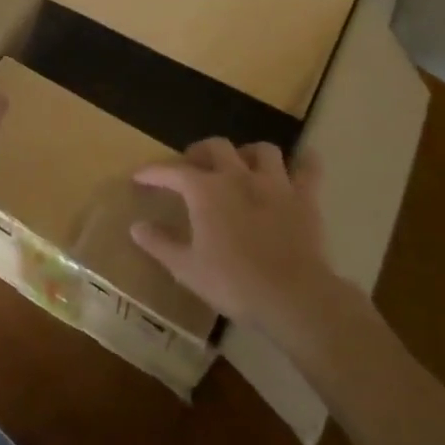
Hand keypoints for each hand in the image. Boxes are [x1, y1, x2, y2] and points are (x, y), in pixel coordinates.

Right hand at [129, 137, 347, 342]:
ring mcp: (274, 183)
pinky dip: (304, 163)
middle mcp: (238, 176)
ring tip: (242, 166)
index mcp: (205, 190)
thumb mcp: (187, 269)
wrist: (294, 297)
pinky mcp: (305, 198)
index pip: (172, 172)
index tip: (140, 177)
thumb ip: (160, 244)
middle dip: (201, 152)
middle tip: (193, 166)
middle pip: (216, 147)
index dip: (153, 172)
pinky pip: (308, 169)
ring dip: (248, 153)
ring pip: (262, 150)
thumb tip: (136, 226)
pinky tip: (301, 165)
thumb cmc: (234, 283)